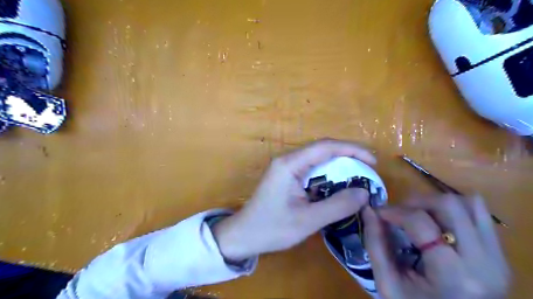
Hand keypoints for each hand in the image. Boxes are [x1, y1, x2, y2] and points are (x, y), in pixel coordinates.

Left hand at [211, 139, 376, 260]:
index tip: (372, 161)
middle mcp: (288, 160)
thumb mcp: (308, 220)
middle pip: (322, 150)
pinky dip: (328, 175)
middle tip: (368, 171)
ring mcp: (286, 167)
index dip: (352, 150)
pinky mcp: (286, 176)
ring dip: (338, 166)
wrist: (243, 235)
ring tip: (358, 178)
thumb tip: (364, 193)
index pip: (325, 147)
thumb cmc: (272, 228)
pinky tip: (338, 186)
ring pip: (318, 159)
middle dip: (347, 157)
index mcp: (290, 164)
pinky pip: (311, 169)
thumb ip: (337, 206)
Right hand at [365, 194, 508, 298]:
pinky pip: (478, 214)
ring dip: (435, 203)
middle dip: (416, 202)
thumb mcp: (388, 284)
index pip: (420, 221)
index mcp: (453, 275)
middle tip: (399, 214)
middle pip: (449, 205)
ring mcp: (497, 257)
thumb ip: (376, 244)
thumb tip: (368, 210)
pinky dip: (453, 210)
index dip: (394, 211)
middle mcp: (484, 261)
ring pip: (467, 204)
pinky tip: (437, 222)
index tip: (379, 213)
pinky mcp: (499, 254)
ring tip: (418, 217)